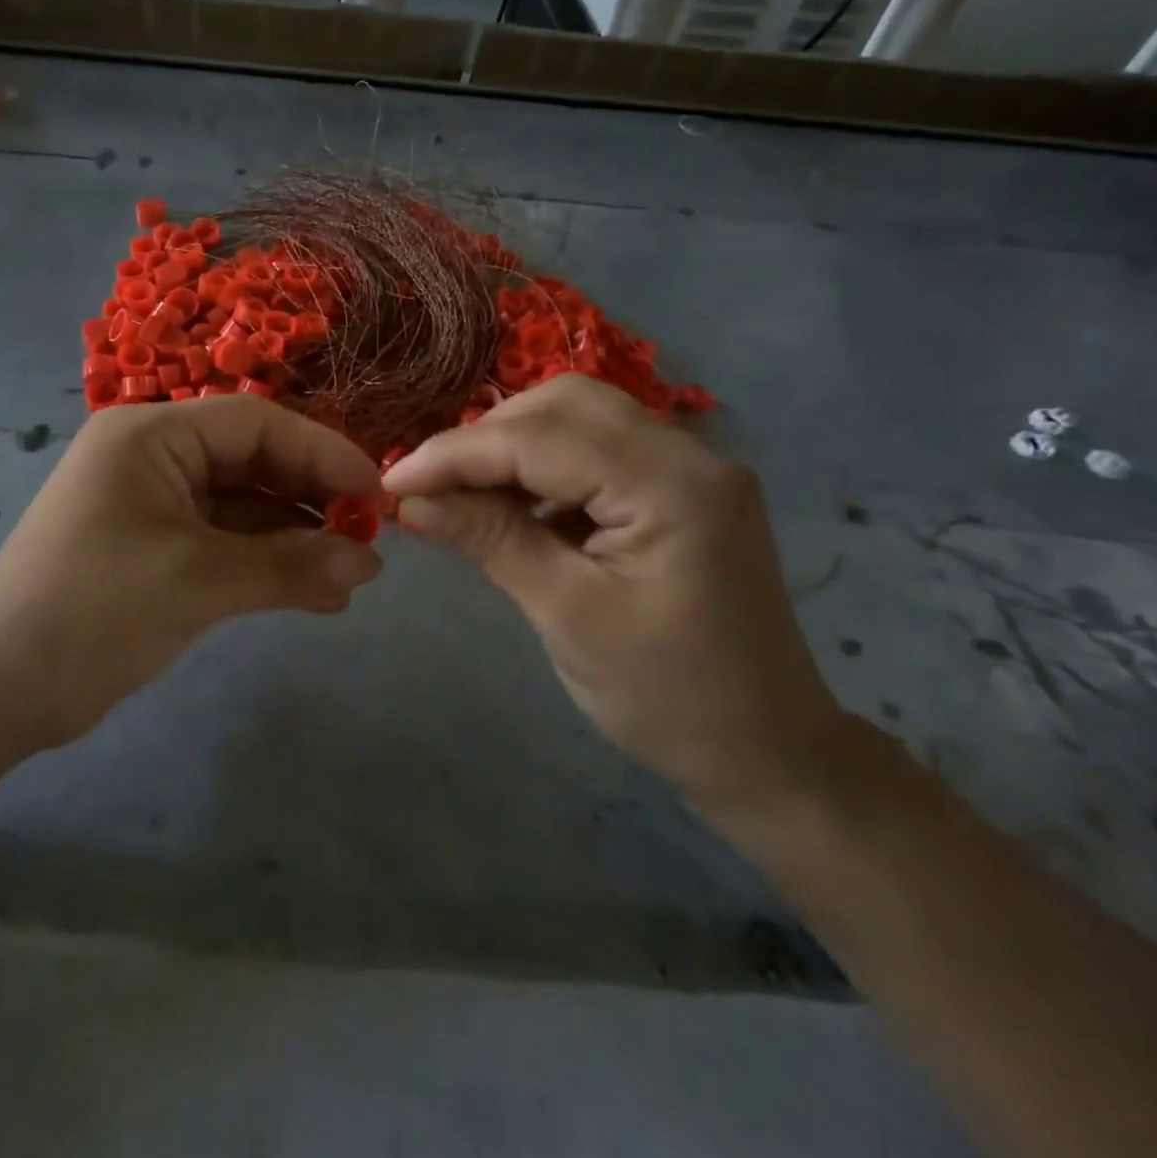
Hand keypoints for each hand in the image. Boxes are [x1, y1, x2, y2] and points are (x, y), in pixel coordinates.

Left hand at [0, 397, 384, 746]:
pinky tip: (316, 594)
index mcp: (152, 435)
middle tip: (369, 538)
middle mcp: (156, 458)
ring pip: (246, 507)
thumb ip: (288, 567)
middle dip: (313, 500)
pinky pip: (229, 543)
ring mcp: (157, 505)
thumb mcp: (197, 581)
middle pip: (255, 462)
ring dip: (297, 540)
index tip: (375, 493)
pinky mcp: (160, 550)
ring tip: (352, 576)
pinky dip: (269, 565)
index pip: (256, 424)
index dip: (322, 452)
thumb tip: (370, 564)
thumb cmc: (92, 610)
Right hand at [382, 375, 843, 813]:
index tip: (391, 481)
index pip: (540, 439)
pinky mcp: (681, 489)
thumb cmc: (664, 697)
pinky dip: (545, 467)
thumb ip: (488, 539)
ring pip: (580, 419)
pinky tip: (515, 507)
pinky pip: (598, 451)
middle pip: (565, 405)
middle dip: (486, 438)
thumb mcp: (564, 614)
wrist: (765, 752)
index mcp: (671, 486)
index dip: (456, 454)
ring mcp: (692, 468)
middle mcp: (690, 455)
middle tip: (430, 485)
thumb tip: (410, 498)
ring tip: (463, 495)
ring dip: (512, 447)